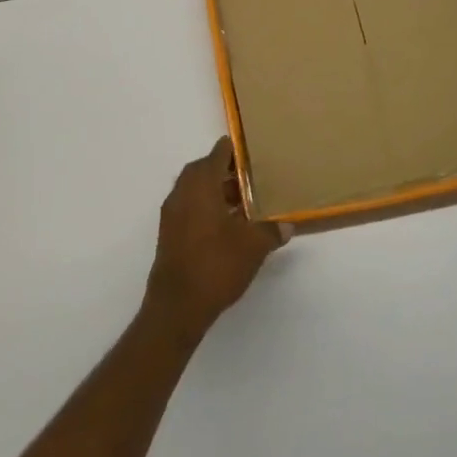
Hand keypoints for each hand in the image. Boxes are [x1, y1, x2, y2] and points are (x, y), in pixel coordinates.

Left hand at [143, 138, 286, 350]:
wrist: (177, 306)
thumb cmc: (216, 265)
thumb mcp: (253, 246)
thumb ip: (271, 230)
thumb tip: (287, 225)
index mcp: (201, 184)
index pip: (218, 152)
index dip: (236, 150)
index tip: (254, 153)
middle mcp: (182, 192)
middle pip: (205, 169)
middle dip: (227, 172)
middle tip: (252, 180)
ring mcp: (172, 213)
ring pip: (196, 190)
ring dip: (217, 191)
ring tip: (244, 206)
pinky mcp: (169, 234)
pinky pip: (190, 208)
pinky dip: (207, 209)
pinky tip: (227, 228)